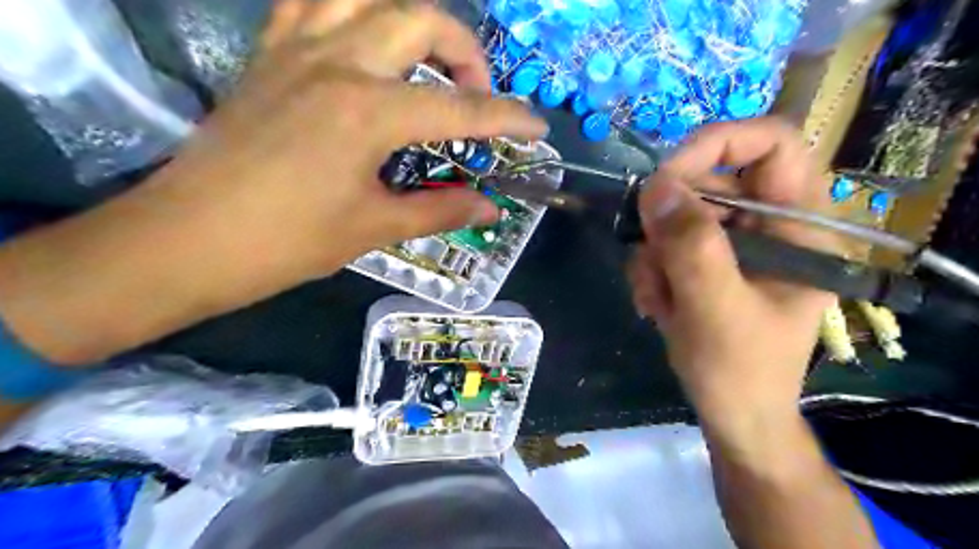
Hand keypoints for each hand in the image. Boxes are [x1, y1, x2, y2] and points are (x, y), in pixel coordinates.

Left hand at [157, 0, 546, 279]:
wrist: (189, 239)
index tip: (537, 128)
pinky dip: (351, 10)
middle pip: (421, 18)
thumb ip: (440, 209)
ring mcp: (297, 50)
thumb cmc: (286, 242)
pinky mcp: (269, 55)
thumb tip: (490, 207)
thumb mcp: (373, 228)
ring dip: (411, 19)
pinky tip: (366, 42)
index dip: (507, 119)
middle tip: (476, 96)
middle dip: (466, 52)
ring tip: (428, 60)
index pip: (460, 109)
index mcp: (368, 112)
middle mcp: (337, 63)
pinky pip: (313, 2)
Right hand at [627, 116, 831, 427]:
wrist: (733, 414)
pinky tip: (656, 305)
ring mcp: (734, 243)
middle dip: (667, 224)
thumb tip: (656, 186)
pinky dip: (650, 271)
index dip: (718, 143)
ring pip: (676, 215)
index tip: (666, 178)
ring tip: (657, 299)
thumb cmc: (740, 371)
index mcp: (799, 226)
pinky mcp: (707, 261)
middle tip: (652, 262)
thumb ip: (691, 248)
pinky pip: (665, 243)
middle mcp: (768, 225)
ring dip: (653, 256)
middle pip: (709, 181)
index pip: (773, 143)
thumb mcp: (716, 310)